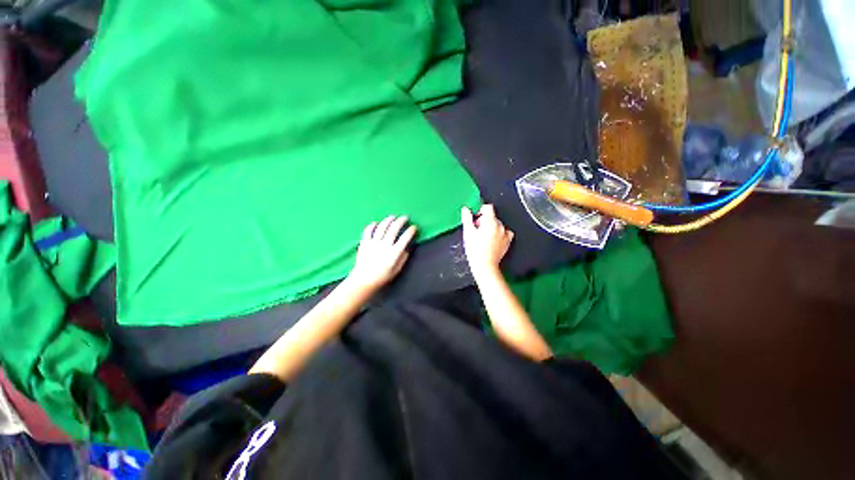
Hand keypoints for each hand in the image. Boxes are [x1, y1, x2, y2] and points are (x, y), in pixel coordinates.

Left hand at [347, 215, 416, 293]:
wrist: (363, 280)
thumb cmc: (382, 277)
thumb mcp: (397, 270)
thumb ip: (403, 258)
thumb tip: (406, 248)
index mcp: (394, 253)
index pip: (405, 238)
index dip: (411, 231)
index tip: (414, 227)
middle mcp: (384, 245)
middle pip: (393, 229)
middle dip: (401, 221)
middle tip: (405, 217)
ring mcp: (373, 243)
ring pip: (382, 227)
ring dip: (388, 220)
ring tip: (392, 217)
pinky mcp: (364, 243)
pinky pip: (368, 230)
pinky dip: (372, 225)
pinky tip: (376, 223)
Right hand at [461, 204, 513, 279]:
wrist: (485, 265)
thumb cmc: (475, 251)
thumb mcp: (468, 233)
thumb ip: (467, 218)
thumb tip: (466, 209)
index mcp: (490, 222)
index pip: (488, 207)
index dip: (480, 210)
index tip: (476, 218)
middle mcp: (500, 226)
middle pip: (492, 216)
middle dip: (484, 221)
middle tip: (477, 231)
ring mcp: (505, 233)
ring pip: (498, 224)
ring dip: (491, 227)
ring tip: (484, 237)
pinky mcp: (508, 241)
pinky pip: (505, 232)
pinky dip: (499, 233)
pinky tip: (492, 239)